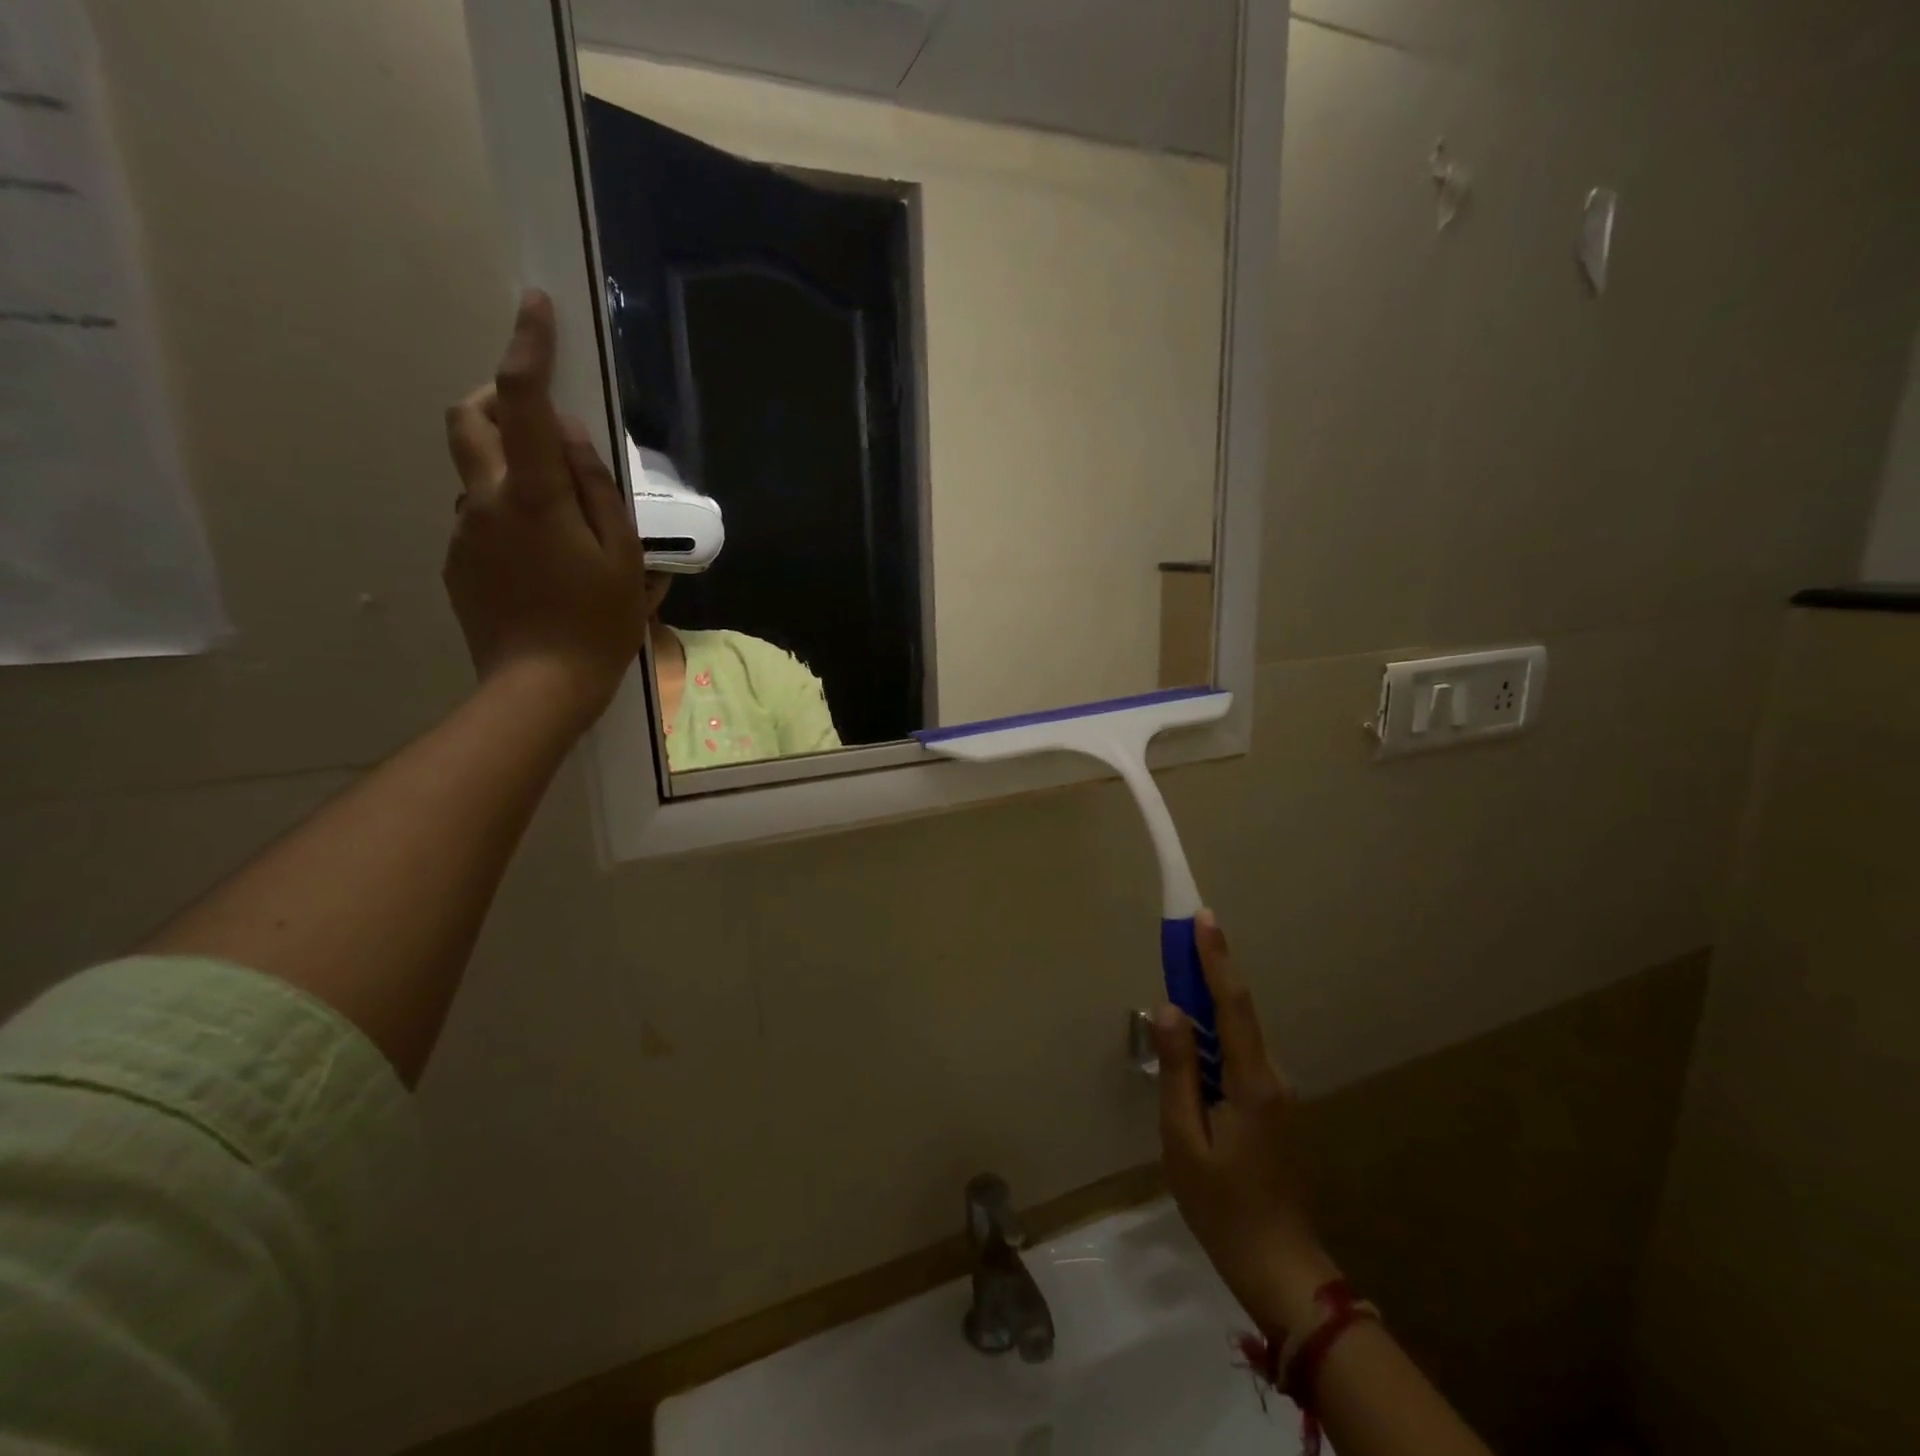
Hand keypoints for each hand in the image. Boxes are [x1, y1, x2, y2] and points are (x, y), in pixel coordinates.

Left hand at [443, 290, 647, 728]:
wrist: (539, 688)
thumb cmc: (597, 624)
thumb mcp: (623, 557)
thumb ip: (597, 488)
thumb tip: (568, 437)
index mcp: (534, 497)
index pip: (521, 402)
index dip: (527, 348)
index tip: (535, 307)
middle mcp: (485, 501)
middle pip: (468, 418)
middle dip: (495, 399)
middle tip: (537, 422)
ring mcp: (463, 532)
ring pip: (477, 472)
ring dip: (511, 469)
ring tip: (560, 521)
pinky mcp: (456, 561)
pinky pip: (479, 516)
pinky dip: (508, 514)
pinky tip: (542, 562)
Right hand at [1153, 910, 1338, 1339]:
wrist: (1279, 1266)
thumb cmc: (1222, 1206)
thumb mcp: (1183, 1139)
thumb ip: (1178, 1071)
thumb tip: (1169, 1009)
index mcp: (1252, 1081)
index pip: (1233, 1004)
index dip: (1216, 957)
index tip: (1203, 917)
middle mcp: (1271, 1076)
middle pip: (1235, 1012)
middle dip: (1207, 971)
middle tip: (1177, 939)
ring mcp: (1276, 1092)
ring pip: (1236, 1036)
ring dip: (1206, 1008)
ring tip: (1173, 1000)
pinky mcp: (1271, 1107)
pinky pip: (1237, 1058)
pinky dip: (1213, 1040)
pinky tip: (1190, 1056)